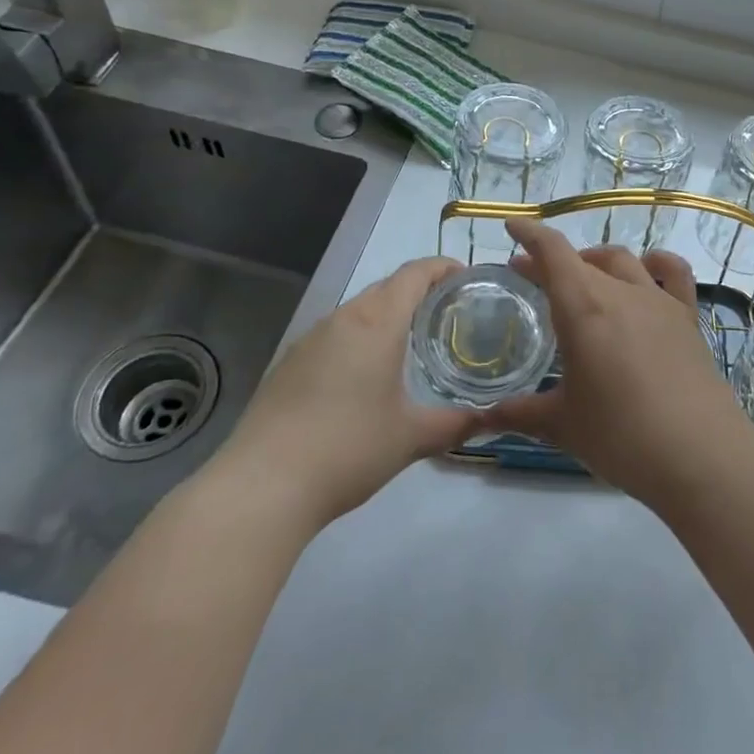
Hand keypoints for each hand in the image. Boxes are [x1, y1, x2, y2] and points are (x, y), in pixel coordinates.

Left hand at [200, 257, 480, 531]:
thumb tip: (492, 419)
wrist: (261, 486)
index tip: (466, 277)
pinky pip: (334, 334)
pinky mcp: (288, 364)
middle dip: (418, 291)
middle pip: (386, 287)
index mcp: (377, 323)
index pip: (414, 274)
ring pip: (358, 310)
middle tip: (446, 314)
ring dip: (386, 315)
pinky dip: (358, 338)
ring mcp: (309, 339)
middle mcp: (342, 318)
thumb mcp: (411, 438)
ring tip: (410, 343)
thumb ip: (456, 424)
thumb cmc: (348, 449)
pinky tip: (363, 375)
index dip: (442, 267)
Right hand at [488, 218, 753, 507]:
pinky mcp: (687, 317)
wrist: (699, 454)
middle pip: (582, 259)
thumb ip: (519, 414)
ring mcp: (659, 301)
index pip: (552, 252)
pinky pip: (674, 274)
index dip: (530, 234)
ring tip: (583, 278)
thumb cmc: (620, 436)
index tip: (512, 225)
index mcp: (583, 307)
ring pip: (623, 261)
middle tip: (532, 278)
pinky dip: (657, 264)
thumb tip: (480, 419)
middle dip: (553, 261)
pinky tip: (649, 272)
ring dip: (596, 262)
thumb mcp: (562, 425)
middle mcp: (620, 291)